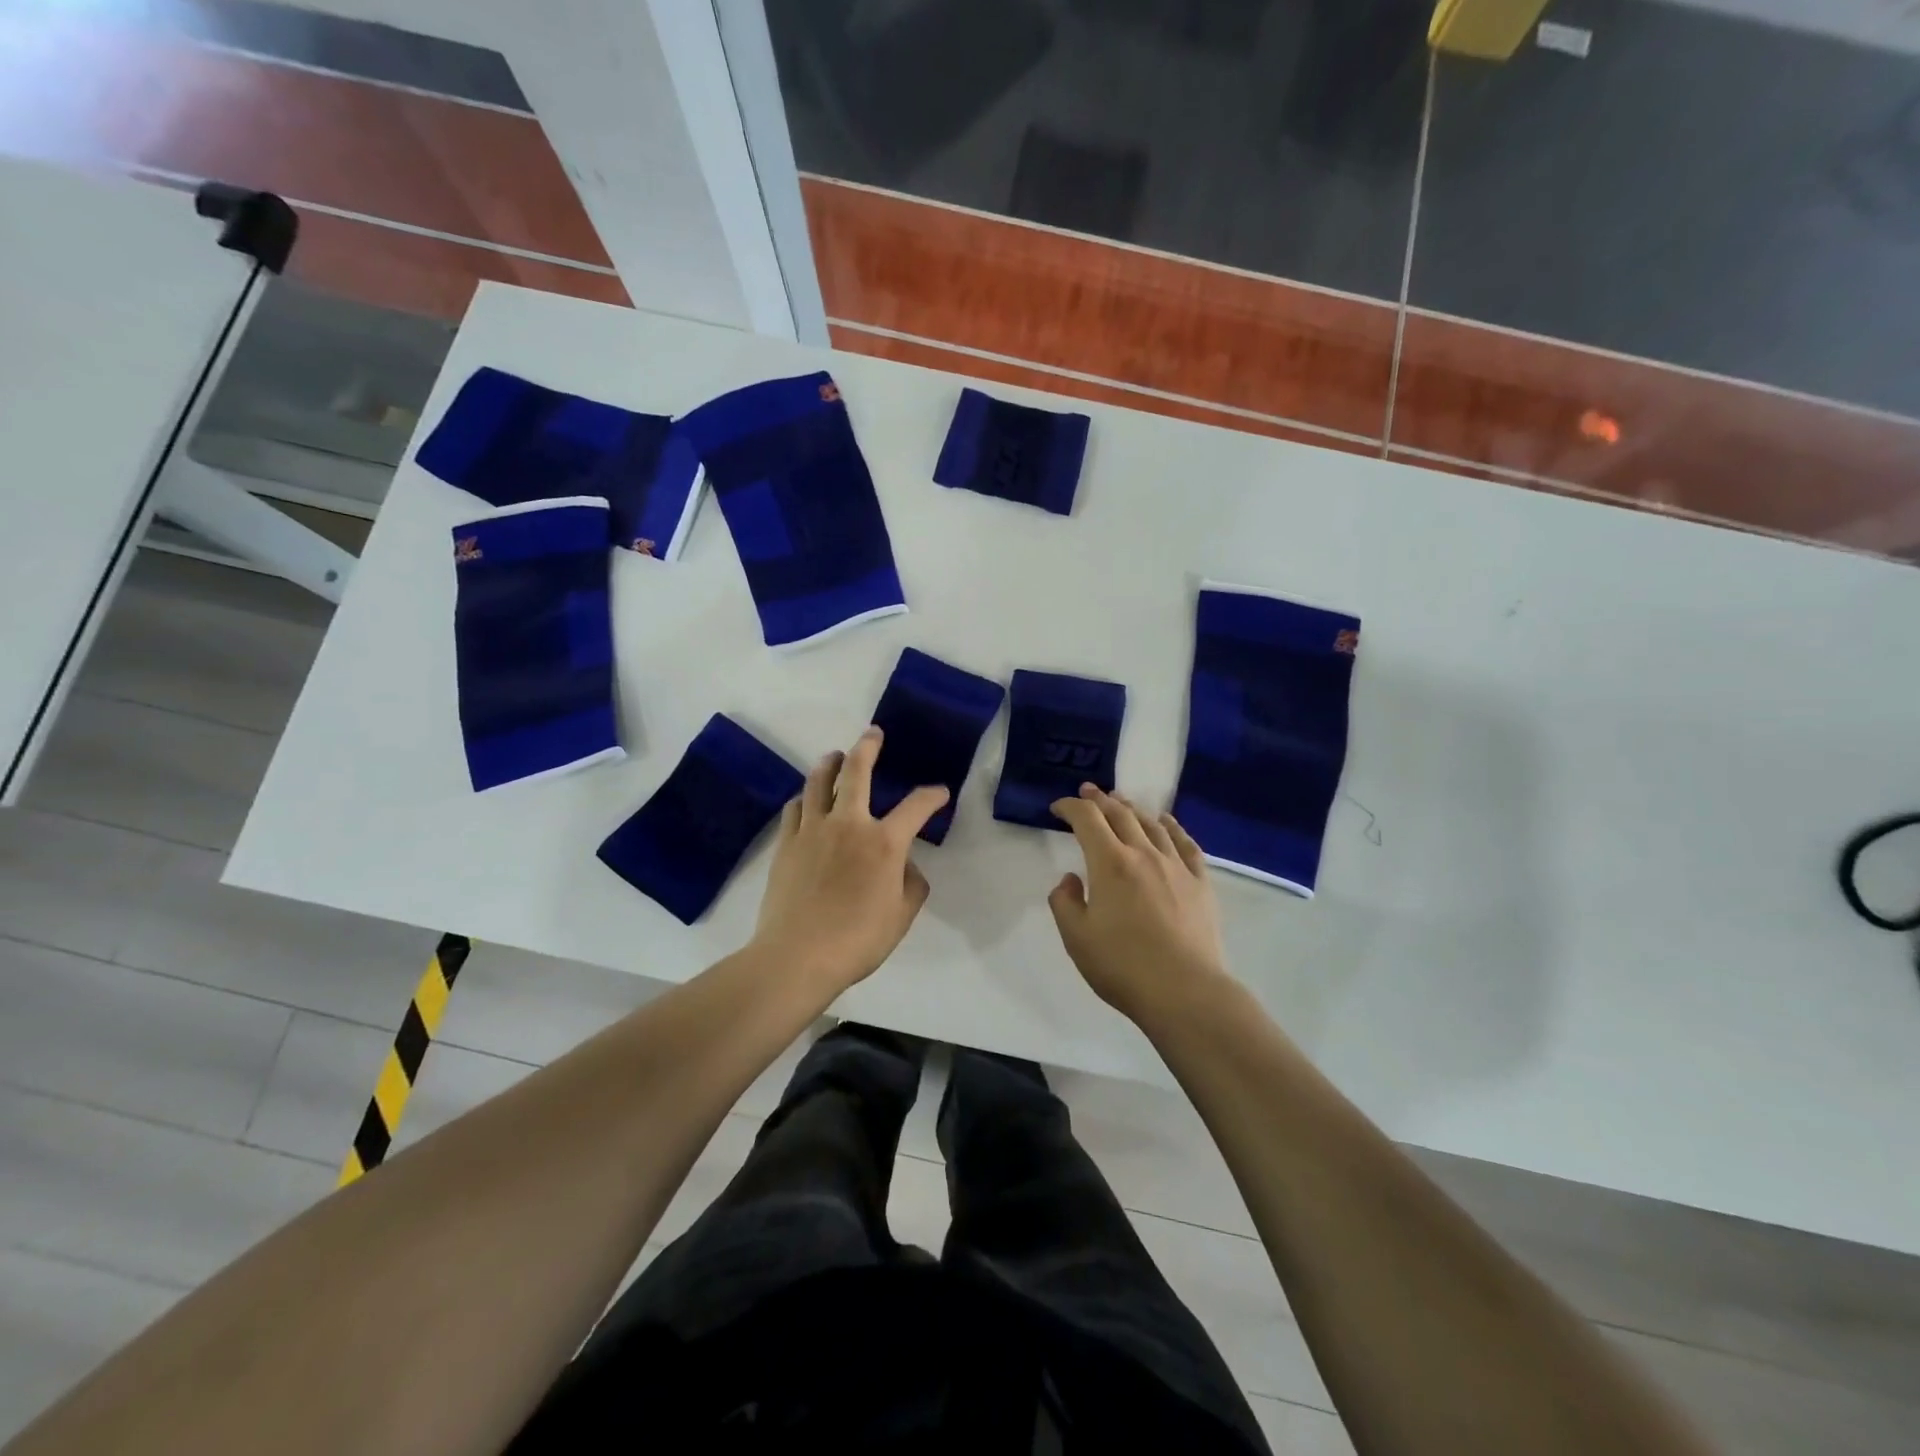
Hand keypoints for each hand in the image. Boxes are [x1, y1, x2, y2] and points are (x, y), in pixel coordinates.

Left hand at [751, 726, 949, 994]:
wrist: (797, 956)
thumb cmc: (857, 940)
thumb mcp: (902, 916)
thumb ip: (912, 884)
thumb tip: (905, 865)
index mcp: (884, 842)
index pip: (916, 807)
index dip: (932, 796)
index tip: (939, 793)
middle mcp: (848, 824)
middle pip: (857, 772)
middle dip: (868, 747)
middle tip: (873, 734)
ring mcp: (812, 830)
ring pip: (818, 782)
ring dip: (829, 763)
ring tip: (835, 756)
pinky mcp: (786, 843)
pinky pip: (795, 808)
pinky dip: (805, 798)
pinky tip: (807, 801)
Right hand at [1048, 785, 1233, 1027]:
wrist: (1184, 991)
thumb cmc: (1122, 966)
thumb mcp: (1076, 938)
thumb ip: (1064, 902)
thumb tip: (1070, 879)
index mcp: (1109, 863)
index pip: (1087, 819)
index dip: (1070, 807)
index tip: (1058, 808)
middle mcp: (1143, 854)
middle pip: (1120, 814)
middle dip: (1100, 799)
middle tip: (1088, 791)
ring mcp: (1176, 866)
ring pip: (1152, 824)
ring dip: (1132, 808)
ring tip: (1121, 802)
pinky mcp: (1200, 883)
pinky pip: (1186, 844)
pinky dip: (1173, 827)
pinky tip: (1167, 822)